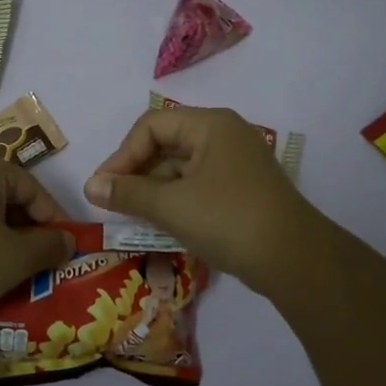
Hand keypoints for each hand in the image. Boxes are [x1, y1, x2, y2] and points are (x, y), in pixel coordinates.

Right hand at [84, 105, 326, 294]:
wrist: (296, 261)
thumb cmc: (229, 220)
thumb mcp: (172, 206)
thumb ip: (128, 193)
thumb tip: (89, 186)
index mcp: (210, 125)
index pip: (151, 125)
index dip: (122, 154)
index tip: (104, 187)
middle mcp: (224, 136)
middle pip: (166, 143)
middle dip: (137, 173)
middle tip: (114, 203)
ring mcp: (236, 164)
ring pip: (181, 168)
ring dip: (154, 190)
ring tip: (133, 217)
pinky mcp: (242, 190)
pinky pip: (198, 185)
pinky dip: (176, 201)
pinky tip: (161, 224)